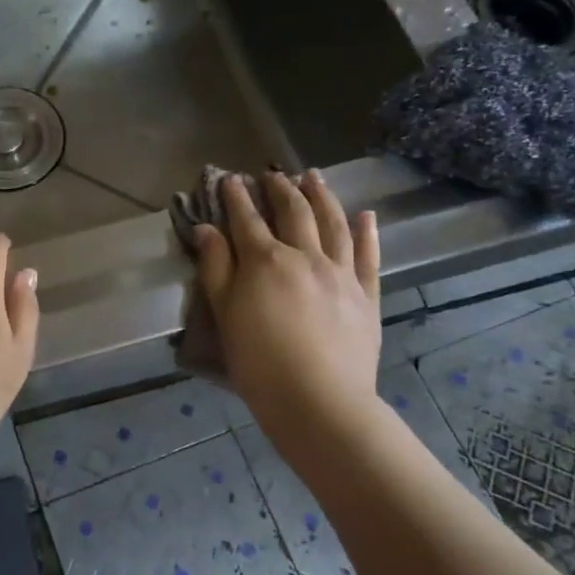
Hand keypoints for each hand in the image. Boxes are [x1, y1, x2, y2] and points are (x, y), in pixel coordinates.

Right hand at [194, 171, 381, 432]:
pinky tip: (365, 215)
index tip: (230, 178)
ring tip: (314, 177)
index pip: (247, 218)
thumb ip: (215, 267)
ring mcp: (341, 274)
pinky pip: (369, 256)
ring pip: (333, 224)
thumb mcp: (224, 314)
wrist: (318, 401)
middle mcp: (305, 256)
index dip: (236, 196)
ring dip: (322, 196)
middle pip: (294, 212)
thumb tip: (206, 229)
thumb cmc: (259, 361)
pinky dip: (367, 232)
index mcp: (266, 260)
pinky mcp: (366, 295)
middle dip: (281, 188)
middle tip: (273, 174)